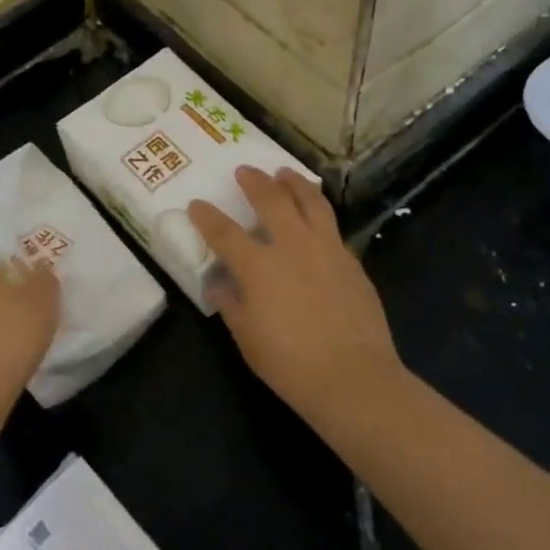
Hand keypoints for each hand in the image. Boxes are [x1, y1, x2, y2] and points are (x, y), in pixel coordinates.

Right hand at [189, 168, 401, 412]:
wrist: (353, 377)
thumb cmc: (290, 363)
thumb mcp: (247, 337)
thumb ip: (231, 304)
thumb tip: (219, 285)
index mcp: (259, 266)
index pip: (224, 233)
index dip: (207, 217)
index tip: (196, 205)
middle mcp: (292, 246)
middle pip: (271, 200)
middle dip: (254, 182)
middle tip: (245, 171)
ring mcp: (326, 249)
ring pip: (310, 201)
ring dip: (293, 182)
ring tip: (284, 173)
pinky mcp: (351, 261)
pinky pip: (330, 225)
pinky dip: (317, 211)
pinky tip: (313, 216)